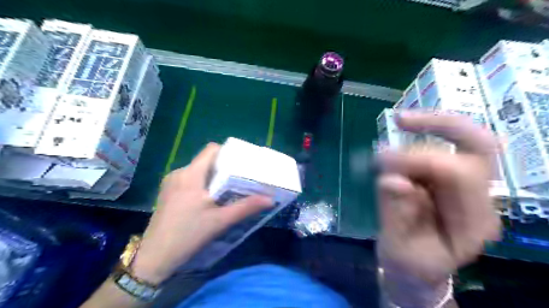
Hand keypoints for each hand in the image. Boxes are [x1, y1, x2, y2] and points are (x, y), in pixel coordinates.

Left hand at [131, 143, 272, 283]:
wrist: (154, 257)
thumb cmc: (188, 235)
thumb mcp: (220, 221)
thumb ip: (246, 207)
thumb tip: (270, 199)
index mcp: (191, 175)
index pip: (211, 150)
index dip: (228, 153)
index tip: (241, 164)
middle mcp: (179, 173)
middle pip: (206, 160)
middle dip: (223, 167)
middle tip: (239, 178)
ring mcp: (171, 182)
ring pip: (198, 170)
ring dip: (213, 176)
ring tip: (227, 189)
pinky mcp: (167, 191)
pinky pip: (189, 179)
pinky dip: (202, 183)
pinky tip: (208, 199)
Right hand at [378, 111, 499, 286]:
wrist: (417, 268)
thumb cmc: (408, 266)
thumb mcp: (397, 250)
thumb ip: (395, 215)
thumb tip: (391, 178)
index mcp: (472, 224)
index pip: (460, 174)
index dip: (421, 158)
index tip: (382, 159)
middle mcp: (480, 200)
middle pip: (476, 146)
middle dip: (437, 126)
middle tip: (399, 120)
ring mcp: (468, 188)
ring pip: (460, 141)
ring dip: (424, 132)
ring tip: (391, 141)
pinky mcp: (451, 179)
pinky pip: (445, 145)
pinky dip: (422, 135)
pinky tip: (401, 137)